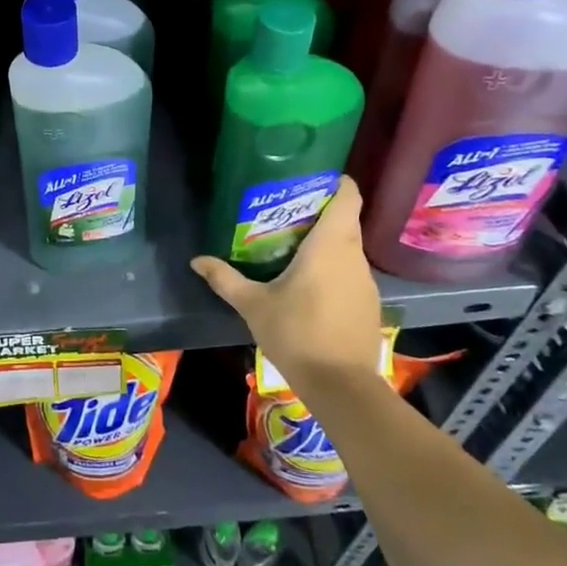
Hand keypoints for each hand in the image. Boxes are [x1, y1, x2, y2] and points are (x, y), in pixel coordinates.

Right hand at [190, 176, 384, 400]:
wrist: (342, 387)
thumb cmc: (296, 333)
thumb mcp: (253, 305)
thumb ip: (225, 279)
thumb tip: (196, 261)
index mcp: (330, 245)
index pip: (348, 196)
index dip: (336, 182)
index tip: (312, 179)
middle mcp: (354, 256)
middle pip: (346, 219)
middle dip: (320, 212)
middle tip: (286, 212)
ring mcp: (367, 281)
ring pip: (349, 247)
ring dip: (327, 242)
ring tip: (293, 246)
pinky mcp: (369, 304)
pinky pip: (352, 272)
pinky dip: (334, 268)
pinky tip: (310, 284)